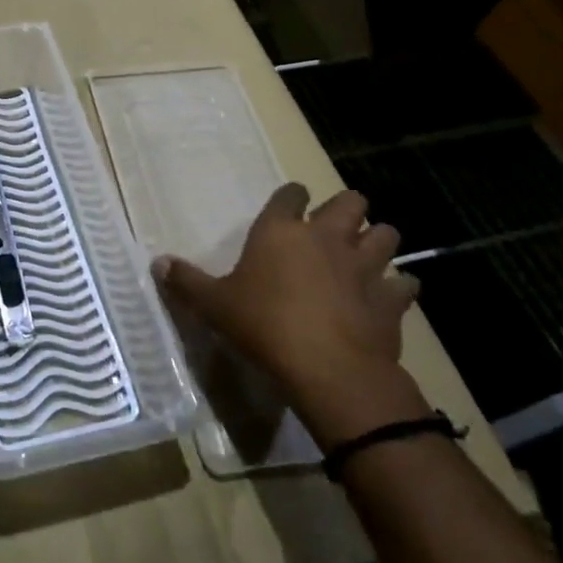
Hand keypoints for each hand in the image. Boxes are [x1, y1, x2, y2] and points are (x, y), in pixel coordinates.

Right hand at [153, 184, 425, 446]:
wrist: (328, 368)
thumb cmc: (263, 326)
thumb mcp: (213, 306)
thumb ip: (186, 282)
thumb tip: (157, 263)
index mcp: (281, 231)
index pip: (291, 193)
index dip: (291, 197)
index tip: (290, 207)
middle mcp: (326, 237)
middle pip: (350, 202)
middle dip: (346, 210)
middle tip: (333, 229)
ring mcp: (364, 266)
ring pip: (386, 235)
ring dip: (378, 241)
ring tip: (365, 256)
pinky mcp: (391, 298)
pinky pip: (405, 283)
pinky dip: (399, 287)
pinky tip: (388, 297)